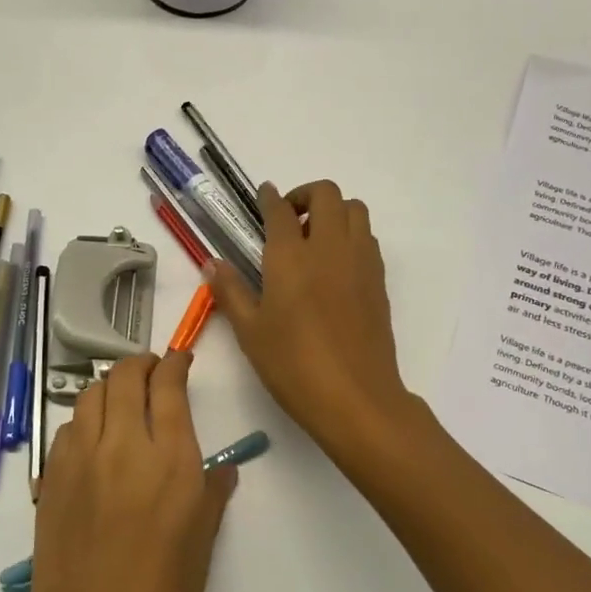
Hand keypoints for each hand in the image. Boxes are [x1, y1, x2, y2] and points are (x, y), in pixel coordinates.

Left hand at [13, 352, 235, 591]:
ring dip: (110, 386)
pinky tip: (95, 442)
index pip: (168, 385)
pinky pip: (68, 428)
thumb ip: (212, 493)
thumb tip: (221, 468)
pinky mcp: (51, 479)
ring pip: (90, 394)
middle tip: (153, 373)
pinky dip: (85, 419)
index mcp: (170, 461)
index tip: (181, 359)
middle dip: (141, 364)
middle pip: (124, 376)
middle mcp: (124, 446)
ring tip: (124, 401)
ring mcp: (80, 460)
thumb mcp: (202, 544)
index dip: (175, 363)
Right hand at [208, 181, 413, 451]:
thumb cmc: (293, 365)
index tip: (263, 196)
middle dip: (305, 195)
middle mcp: (329, 247)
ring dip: (334, 211)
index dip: (270, 197)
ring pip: (355, 210)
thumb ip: (231, 291)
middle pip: (326, 194)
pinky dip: (351, 234)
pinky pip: (368, 238)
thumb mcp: (250, 331)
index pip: (280, 209)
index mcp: (291, 256)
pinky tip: (334, 265)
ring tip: (314, 238)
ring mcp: (360, 262)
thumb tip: (212, 263)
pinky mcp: (378, 281)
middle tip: (288, 219)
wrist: (356, 398)